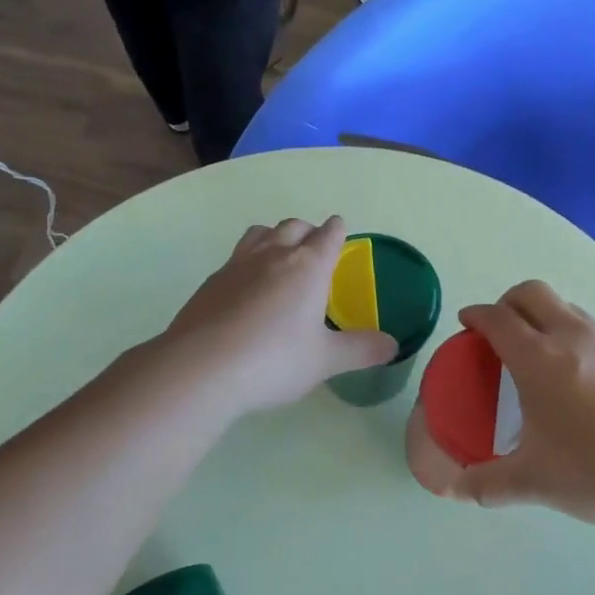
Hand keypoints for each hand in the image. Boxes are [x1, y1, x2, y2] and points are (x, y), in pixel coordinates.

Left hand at [164, 216, 397, 414]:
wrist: (201, 367)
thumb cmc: (274, 360)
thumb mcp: (325, 360)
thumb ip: (361, 350)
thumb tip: (393, 345)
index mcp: (308, 266)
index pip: (328, 235)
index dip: (337, 230)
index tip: (340, 228)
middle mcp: (274, 255)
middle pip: (294, 226)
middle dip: (308, 230)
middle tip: (314, 246)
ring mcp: (238, 264)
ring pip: (261, 233)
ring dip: (275, 236)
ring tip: (280, 255)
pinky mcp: (211, 281)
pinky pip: (236, 256)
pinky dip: (249, 260)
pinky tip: (247, 287)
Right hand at [411, 280, 594, 529]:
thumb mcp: (533, 482)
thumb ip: (486, 484)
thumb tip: (453, 490)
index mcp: (538, 358)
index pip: (497, 318)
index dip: (476, 315)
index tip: (467, 323)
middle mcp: (573, 336)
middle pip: (532, 293)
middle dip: (509, 302)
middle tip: (501, 331)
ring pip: (569, 309)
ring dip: (547, 318)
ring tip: (545, 356)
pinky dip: (580, 340)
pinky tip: (589, 381)